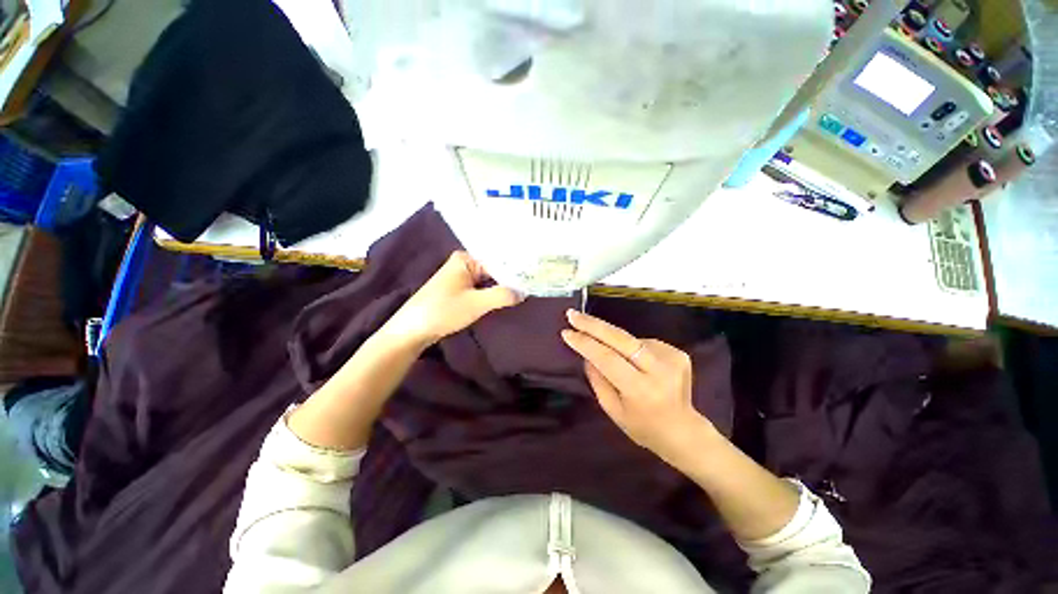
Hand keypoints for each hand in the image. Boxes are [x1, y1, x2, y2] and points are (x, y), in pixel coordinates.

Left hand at [382, 251, 522, 348]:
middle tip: (534, 283)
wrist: (412, 330)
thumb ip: (502, 295)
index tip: (535, 276)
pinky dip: (493, 293)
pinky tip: (508, 297)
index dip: (516, 269)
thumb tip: (525, 292)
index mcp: (466, 259)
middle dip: (511, 278)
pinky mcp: (459, 290)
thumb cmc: (443, 311)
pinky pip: (482, 288)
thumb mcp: (476, 303)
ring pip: (489, 280)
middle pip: (494, 269)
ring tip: (526, 290)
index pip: (498, 260)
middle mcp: (464, 263)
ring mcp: (461, 277)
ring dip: (503, 287)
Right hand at [561, 309, 718, 468]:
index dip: (585, 343)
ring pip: (630, 339)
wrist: (683, 431)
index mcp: (640, 390)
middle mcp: (659, 370)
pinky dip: (631, 348)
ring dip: (614, 341)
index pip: (607, 358)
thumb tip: (587, 352)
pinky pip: (643, 343)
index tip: (567, 332)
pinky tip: (635, 362)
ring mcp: (672, 358)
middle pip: (621, 339)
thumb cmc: (642, 426)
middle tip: (573, 314)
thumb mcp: (612, 409)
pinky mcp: (678, 353)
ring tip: (615, 359)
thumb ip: (597, 379)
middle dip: (593, 324)